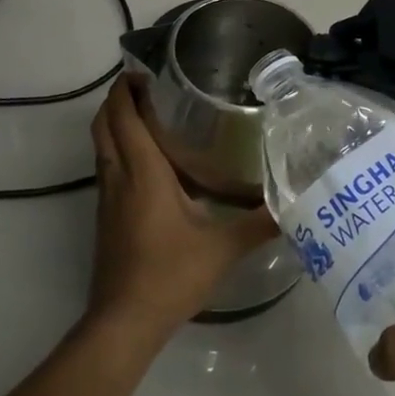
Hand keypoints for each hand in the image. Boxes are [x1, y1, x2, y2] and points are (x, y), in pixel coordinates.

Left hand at [86, 77, 277, 341]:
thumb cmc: (170, 275)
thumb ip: (258, 223)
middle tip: (148, 86)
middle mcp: (118, 177)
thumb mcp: (222, 248)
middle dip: (117, 99)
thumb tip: (293, 204)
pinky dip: (119, 148)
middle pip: (103, 125)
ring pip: (101, 146)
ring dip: (116, 123)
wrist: (124, 324)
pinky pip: (107, 167)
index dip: (125, 89)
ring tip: (150, 114)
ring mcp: (107, 198)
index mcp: (142, 173)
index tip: (145, 71)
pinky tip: (149, 161)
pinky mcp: (105, 217)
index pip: (122, 117)